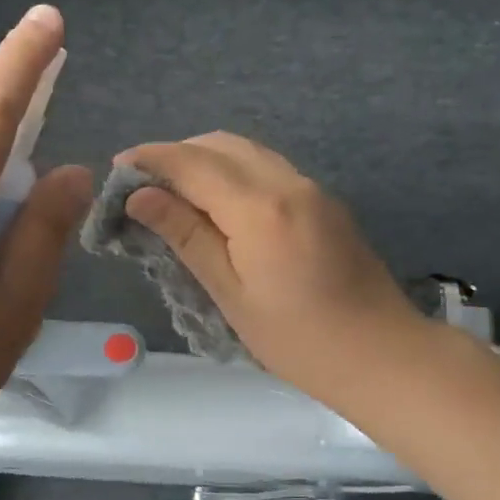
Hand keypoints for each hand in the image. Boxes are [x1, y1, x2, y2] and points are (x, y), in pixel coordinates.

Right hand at [116, 133, 427, 405]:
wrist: (382, 354)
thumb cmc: (298, 339)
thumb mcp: (231, 293)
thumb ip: (187, 236)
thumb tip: (140, 196)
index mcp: (260, 207)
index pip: (193, 163)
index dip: (151, 159)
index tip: (117, 168)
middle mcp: (288, 182)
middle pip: (221, 144)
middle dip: (177, 154)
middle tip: (142, 184)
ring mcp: (312, 188)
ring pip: (248, 151)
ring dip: (206, 159)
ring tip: (174, 192)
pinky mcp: (325, 202)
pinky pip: (269, 168)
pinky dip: (235, 172)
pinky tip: (219, 204)